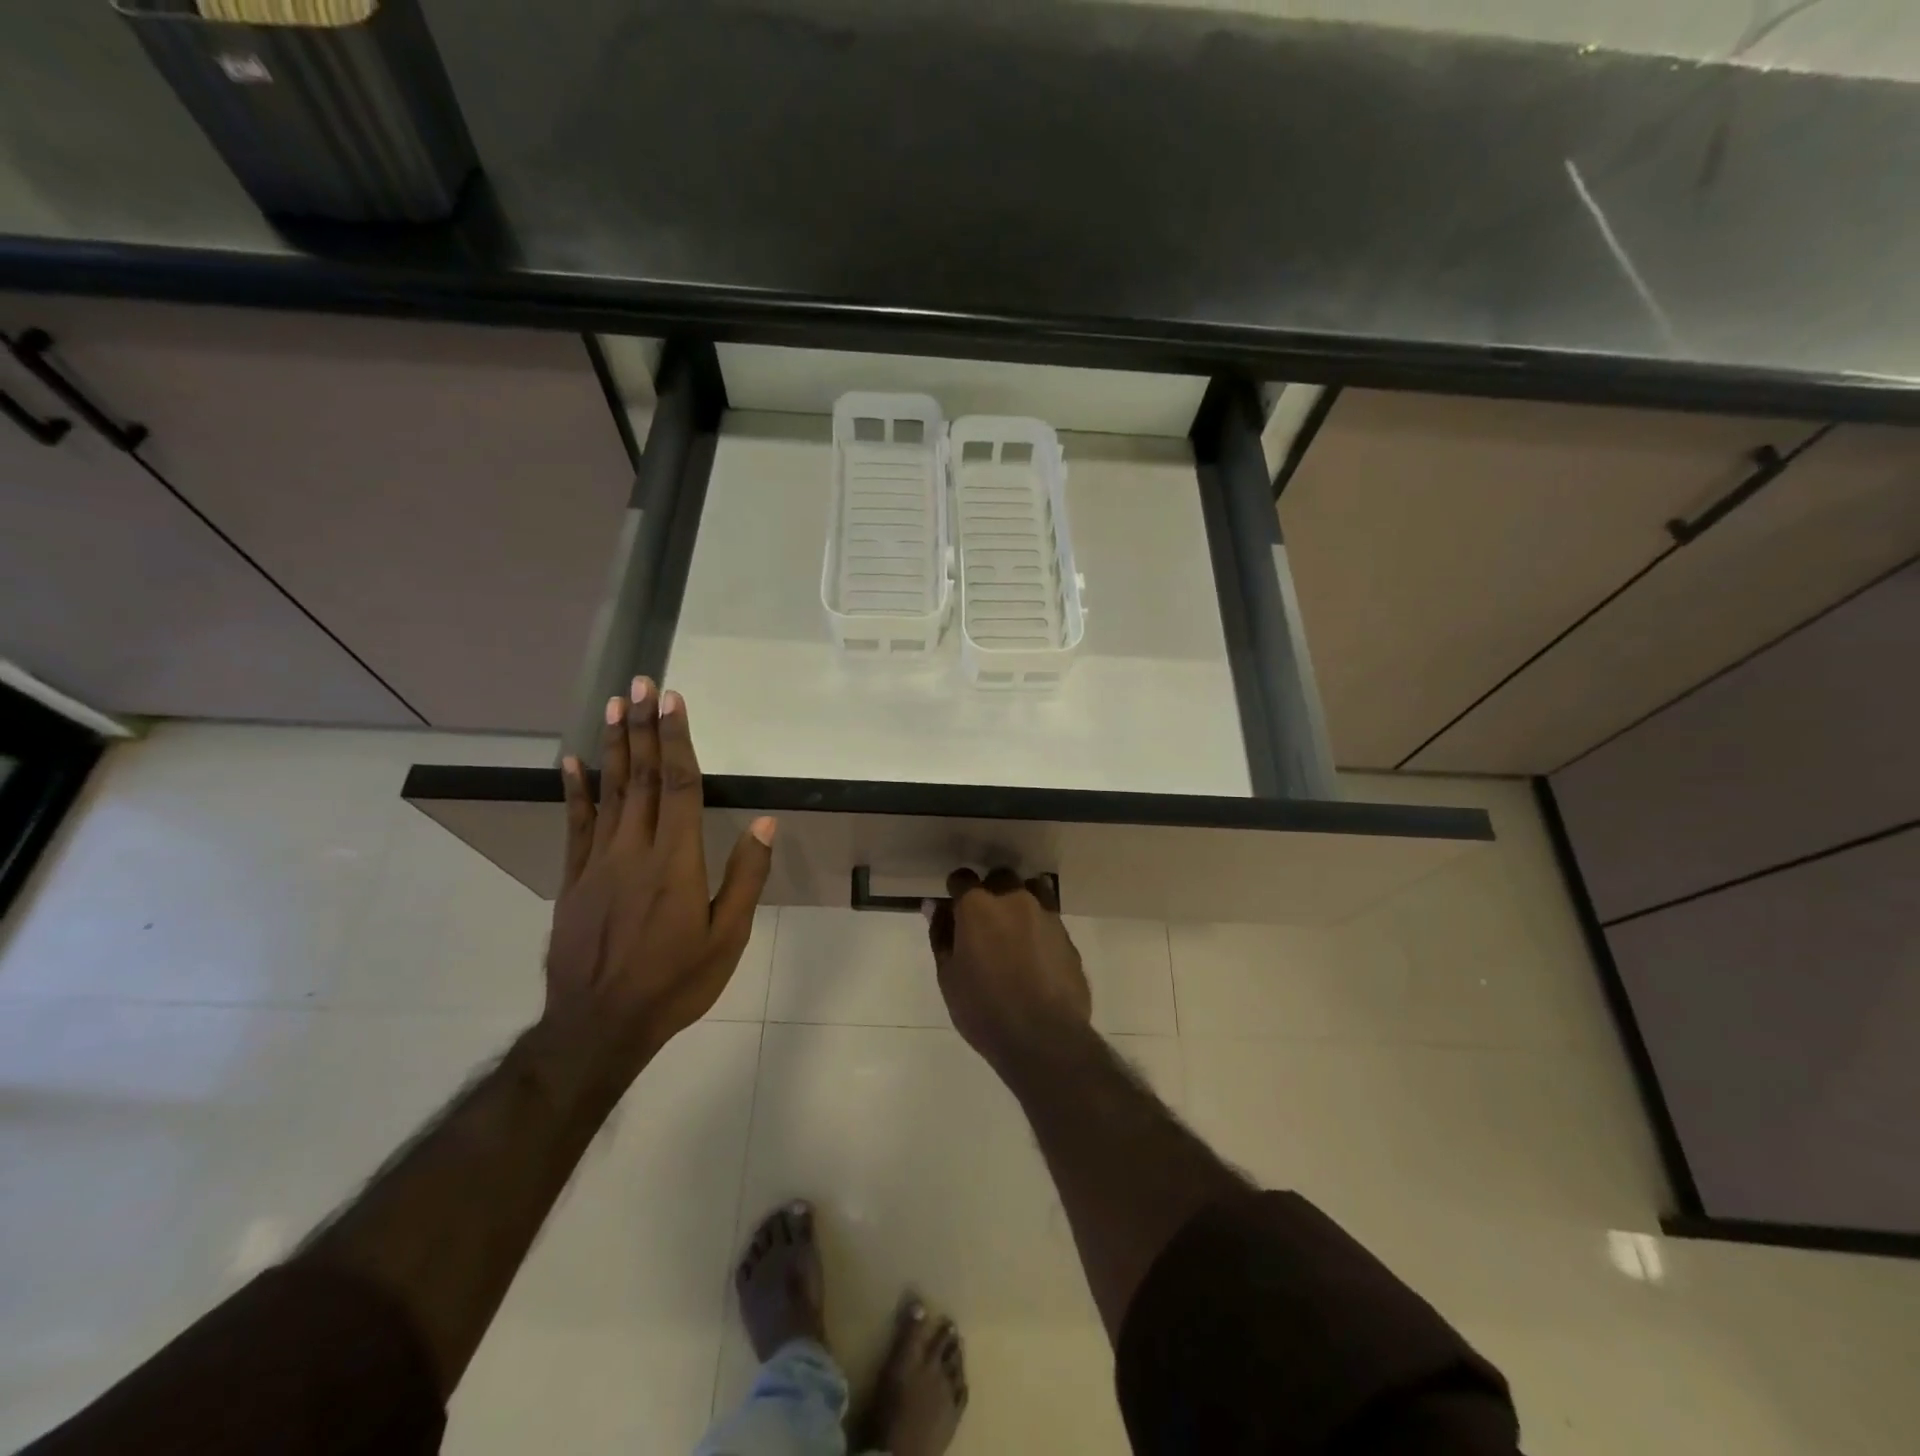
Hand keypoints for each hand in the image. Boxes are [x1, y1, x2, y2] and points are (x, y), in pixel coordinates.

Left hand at [546, 678, 774, 1083]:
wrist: (598, 1027)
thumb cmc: (675, 983)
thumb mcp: (727, 938)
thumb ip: (745, 877)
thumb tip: (763, 822)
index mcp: (675, 861)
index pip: (679, 786)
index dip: (678, 740)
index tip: (673, 700)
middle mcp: (634, 850)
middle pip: (642, 778)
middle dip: (645, 727)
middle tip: (641, 683)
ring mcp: (597, 863)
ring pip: (608, 793)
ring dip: (615, 746)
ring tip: (615, 706)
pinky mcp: (573, 881)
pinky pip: (574, 827)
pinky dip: (574, 792)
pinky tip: (573, 762)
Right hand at [927, 868, 1090, 1069]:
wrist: (1044, 1038)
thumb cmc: (984, 1009)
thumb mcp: (949, 976)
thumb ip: (941, 935)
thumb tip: (935, 907)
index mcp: (978, 906)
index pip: (962, 878)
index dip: (956, 889)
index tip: (953, 907)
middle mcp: (1014, 900)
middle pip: (1000, 877)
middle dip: (990, 890)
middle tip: (984, 921)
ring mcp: (1046, 915)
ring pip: (1032, 889)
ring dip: (1020, 900)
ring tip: (1014, 929)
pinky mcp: (1067, 936)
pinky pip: (1050, 917)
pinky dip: (1039, 926)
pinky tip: (1035, 953)